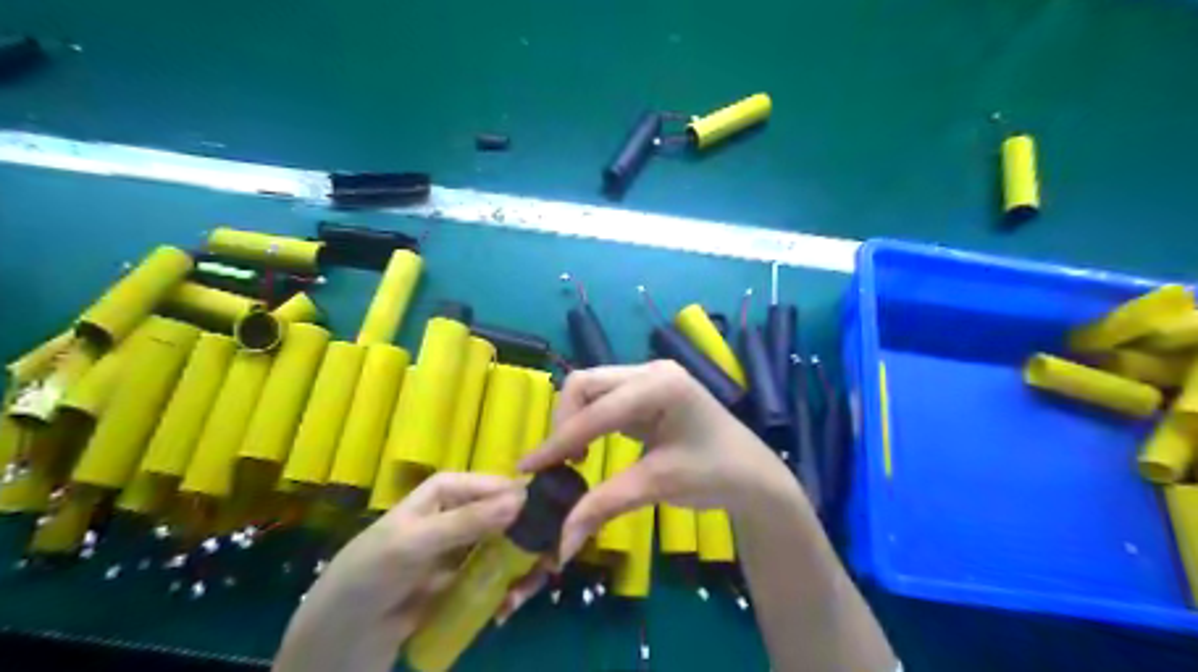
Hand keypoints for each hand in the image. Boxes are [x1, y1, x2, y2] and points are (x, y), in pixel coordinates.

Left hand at [279, 474, 528, 671]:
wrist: (338, 639)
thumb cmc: (369, 575)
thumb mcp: (415, 543)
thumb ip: (467, 522)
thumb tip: (520, 500)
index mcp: (443, 493)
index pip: (490, 484)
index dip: (518, 495)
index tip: (548, 513)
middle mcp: (456, 516)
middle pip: (504, 517)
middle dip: (526, 537)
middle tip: (549, 560)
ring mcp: (460, 552)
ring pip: (504, 549)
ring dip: (520, 568)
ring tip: (522, 593)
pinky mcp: (461, 584)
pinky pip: (494, 579)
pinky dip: (505, 591)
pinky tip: (505, 608)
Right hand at [518, 361, 781, 560]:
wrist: (753, 475)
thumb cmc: (714, 474)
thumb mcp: (657, 486)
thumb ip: (604, 506)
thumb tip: (559, 546)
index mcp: (660, 385)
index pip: (596, 411)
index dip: (559, 440)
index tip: (527, 467)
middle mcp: (651, 371)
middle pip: (586, 384)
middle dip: (565, 422)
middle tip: (559, 465)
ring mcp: (649, 377)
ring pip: (591, 388)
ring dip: (574, 420)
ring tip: (572, 459)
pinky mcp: (647, 391)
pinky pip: (605, 398)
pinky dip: (589, 421)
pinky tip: (588, 448)